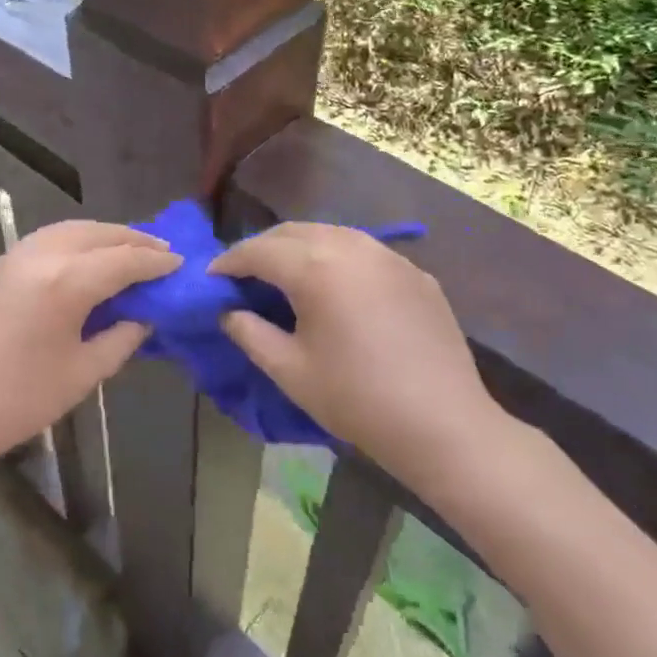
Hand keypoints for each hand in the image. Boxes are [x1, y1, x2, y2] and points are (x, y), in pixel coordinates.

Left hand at [0, 219, 178, 486]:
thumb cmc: (13, 403)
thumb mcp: (79, 375)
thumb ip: (119, 339)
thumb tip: (142, 317)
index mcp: (65, 281)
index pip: (124, 260)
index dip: (156, 262)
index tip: (180, 264)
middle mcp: (41, 254)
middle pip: (98, 234)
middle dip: (133, 239)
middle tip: (161, 251)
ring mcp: (12, 256)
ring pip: (70, 230)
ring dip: (104, 236)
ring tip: (128, 250)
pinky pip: (46, 240)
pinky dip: (75, 242)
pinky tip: (85, 261)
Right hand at [211, 223, 513, 498]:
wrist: (444, 424)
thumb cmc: (357, 399)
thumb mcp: (290, 371)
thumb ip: (250, 333)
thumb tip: (229, 312)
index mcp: (315, 267)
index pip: (258, 251)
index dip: (230, 261)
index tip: (212, 277)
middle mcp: (350, 245)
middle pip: (292, 232)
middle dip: (262, 248)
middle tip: (244, 275)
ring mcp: (387, 255)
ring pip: (330, 234)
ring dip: (300, 247)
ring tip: (285, 275)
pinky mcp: (414, 271)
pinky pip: (363, 251)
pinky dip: (337, 258)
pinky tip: (336, 287)